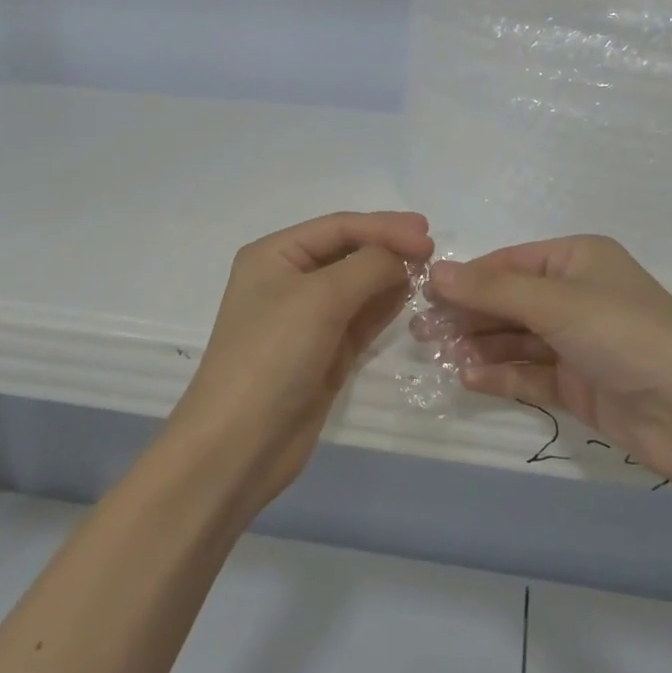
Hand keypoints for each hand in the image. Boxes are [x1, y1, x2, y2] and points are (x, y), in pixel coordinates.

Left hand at [171, 211, 431, 512]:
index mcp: (274, 255)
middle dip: (388, 247)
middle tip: (432, 248)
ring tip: (428, 271)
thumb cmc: (273, 356)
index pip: (339, 226)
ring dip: (390, 275)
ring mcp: (307, 319)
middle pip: (349, 251)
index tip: (429, 235)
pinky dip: (384, 305)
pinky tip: (408, 296)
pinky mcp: (324, 352)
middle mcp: (288, 280)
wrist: (239, 446)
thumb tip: (404, 257)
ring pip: (358, 285)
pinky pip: (361, 317)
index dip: (385, 226)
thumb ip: (369, 266)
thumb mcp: (321, 298)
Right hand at [421, 236, 671, 488]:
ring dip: (479, 345)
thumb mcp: (557, 302)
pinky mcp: (579, 384)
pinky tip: (470, 377)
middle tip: (420, 332)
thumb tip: (436, 271)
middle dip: (467, 314)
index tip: (424, 295)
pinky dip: (501, 374)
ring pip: (516, 338)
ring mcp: (578, 342)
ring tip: (438, 355)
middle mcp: (576, 295)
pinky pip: (530, 373)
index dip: (467, 278)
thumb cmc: (625, 334)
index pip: (509, 263)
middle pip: (508, 301)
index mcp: (577, 259)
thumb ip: (494, 290)